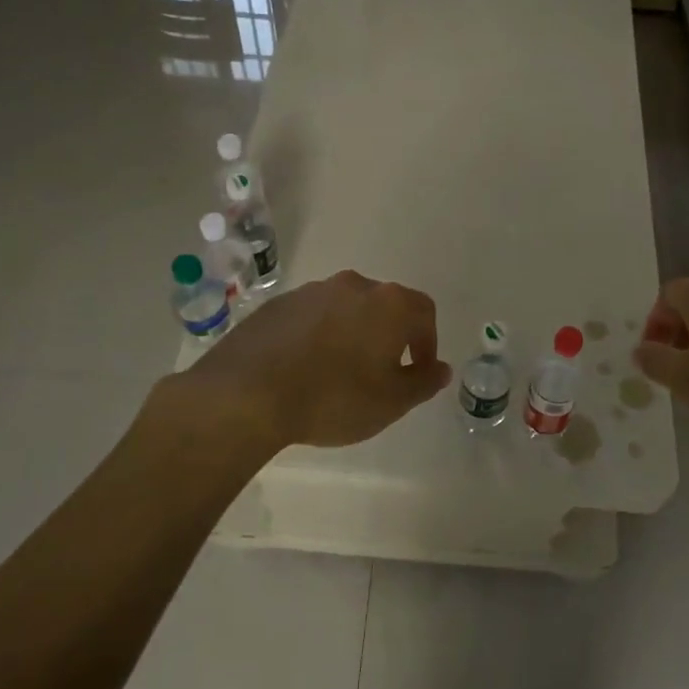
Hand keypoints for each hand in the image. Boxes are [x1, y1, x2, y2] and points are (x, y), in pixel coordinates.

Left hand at [186, 270, 451, 448]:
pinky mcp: (278, 304)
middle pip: (385, 305)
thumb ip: (422, 383)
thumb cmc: (333, 398)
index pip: (424, 313)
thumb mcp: (391, 402)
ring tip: (340, 372)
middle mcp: (353, 286)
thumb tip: (441, 369)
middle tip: (382, 372)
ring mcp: (312, 291)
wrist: (247, 393)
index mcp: (388, 303)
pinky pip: (312, 317)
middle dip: (390, 335)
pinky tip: (305, 368)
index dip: (428, 343)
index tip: (418, 372)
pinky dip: (319, 336)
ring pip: (346, 309)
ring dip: (353, 333)